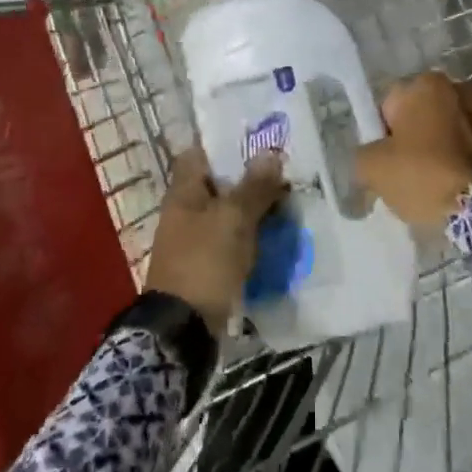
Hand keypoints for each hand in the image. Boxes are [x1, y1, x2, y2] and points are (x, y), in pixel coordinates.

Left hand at [145, 147, 288, 328]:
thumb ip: (253, 187)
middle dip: (249, 178)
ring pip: (228, 213)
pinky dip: (250, 236)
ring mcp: (195, 240)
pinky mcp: (206, 265)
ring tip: (288, 202)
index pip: (199, 154)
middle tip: (284, 173)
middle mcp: (185, 211)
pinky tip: (276, 235)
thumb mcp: (233, 220)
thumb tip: (270, 153)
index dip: (224, 145)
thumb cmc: (204, 262)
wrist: (183, 330)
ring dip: (253, 208)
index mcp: (183, 192)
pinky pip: (232, 240)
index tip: (256, 141)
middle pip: (218, 184)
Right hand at [355, 72, 471, 230]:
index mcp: (427, 84)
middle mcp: (460, 88)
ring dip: (440, 146)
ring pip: (447, 129)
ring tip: (434, 182)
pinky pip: (470, 146)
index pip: (390, 105)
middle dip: (414, 137)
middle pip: (421, 114)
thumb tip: (372, 157)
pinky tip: (456, 185)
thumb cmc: (422, 176)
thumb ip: (363, 153)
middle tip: (408, 172)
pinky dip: (462, 159)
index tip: (388, 161)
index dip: (384, 135)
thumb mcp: (372, 167)